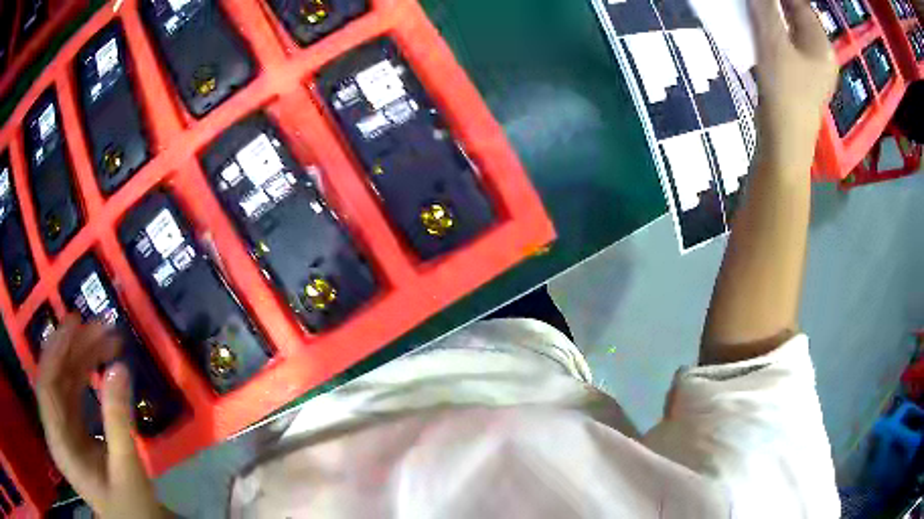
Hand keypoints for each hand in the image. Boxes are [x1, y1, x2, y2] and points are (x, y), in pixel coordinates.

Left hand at [36, 316, 168, 517]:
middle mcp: (55, 432)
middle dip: (74, 350)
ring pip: (64, 383)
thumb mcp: (127, 469)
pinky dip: (85, 375)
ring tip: (105, 338)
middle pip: (55, 379)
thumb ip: (119, 420)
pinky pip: (73, 394)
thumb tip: (120, 366)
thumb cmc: (132, 508)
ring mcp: (63, 431)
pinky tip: (99, 363)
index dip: (56, 352)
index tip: (75, 325)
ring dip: (82, 358)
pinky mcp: (74, 431)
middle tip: (99, 327)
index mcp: (59, 445)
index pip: (46, 387)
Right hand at [750, 0, 837, 168]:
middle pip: (798, 17)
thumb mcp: (773, 43)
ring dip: (772, 19)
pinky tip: (760, 36)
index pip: (801, 5)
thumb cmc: (785, 92)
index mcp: (822, 45)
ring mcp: (813, 70)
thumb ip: (767, 8)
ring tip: (753, 13)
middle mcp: (822, 56)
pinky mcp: (801, 81)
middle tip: (754, 4)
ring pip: (792, 32)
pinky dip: (774, 36)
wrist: (785, 144)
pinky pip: (789, 48)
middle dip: (775, 5)